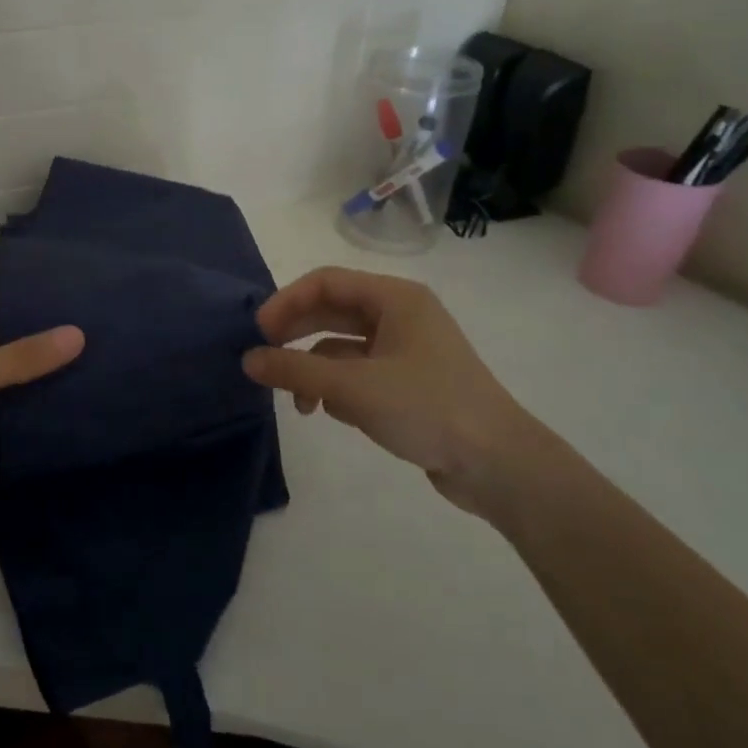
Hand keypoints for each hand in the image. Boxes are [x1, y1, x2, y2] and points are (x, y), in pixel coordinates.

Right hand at [243, 266, 556, 519]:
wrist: (499, 465)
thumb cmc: (427, 409)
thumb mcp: (352, 387)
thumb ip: (295, 370)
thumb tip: (248, 360)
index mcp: (395, 298)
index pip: (325, 282)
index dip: (286, 302)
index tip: (258, 333)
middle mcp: (401, 316)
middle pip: (331, 311)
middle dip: (296, 335)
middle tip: (263, 359)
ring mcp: (406, 350)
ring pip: (342, 346)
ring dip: (314, 369)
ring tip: (298, 401)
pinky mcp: (408, 383)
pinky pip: (358, 372)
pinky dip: (337, 387)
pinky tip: (333, 413)